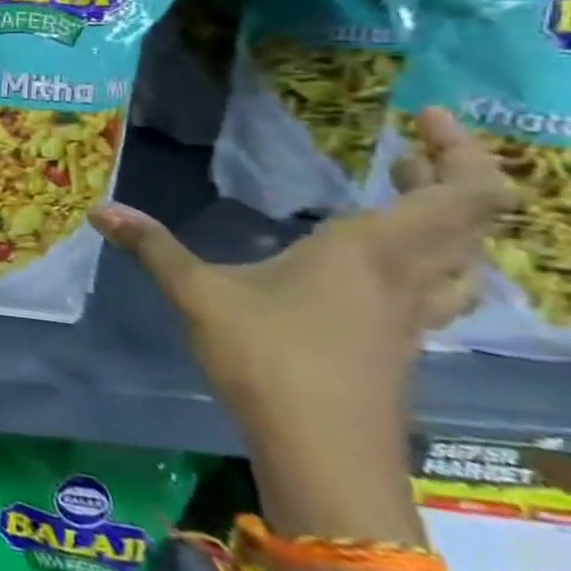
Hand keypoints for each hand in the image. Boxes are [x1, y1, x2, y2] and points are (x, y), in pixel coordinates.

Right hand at [89, 108, 510, 456]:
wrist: (323, 454)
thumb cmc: (268, 358)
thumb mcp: (197, 294)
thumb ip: (153, 247)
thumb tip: (99, 208)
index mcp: (369, 251)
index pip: (461, 194)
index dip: (460, 148)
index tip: (420, 115)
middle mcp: (405, 277)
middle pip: (470, 220)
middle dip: (446, 176)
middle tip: (400, 150)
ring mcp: (410, 317)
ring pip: (461, 259)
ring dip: (444, 222)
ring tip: (401, 198)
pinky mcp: (400, 346)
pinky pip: (436, 289)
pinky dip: (425, 260)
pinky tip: (375, 267)